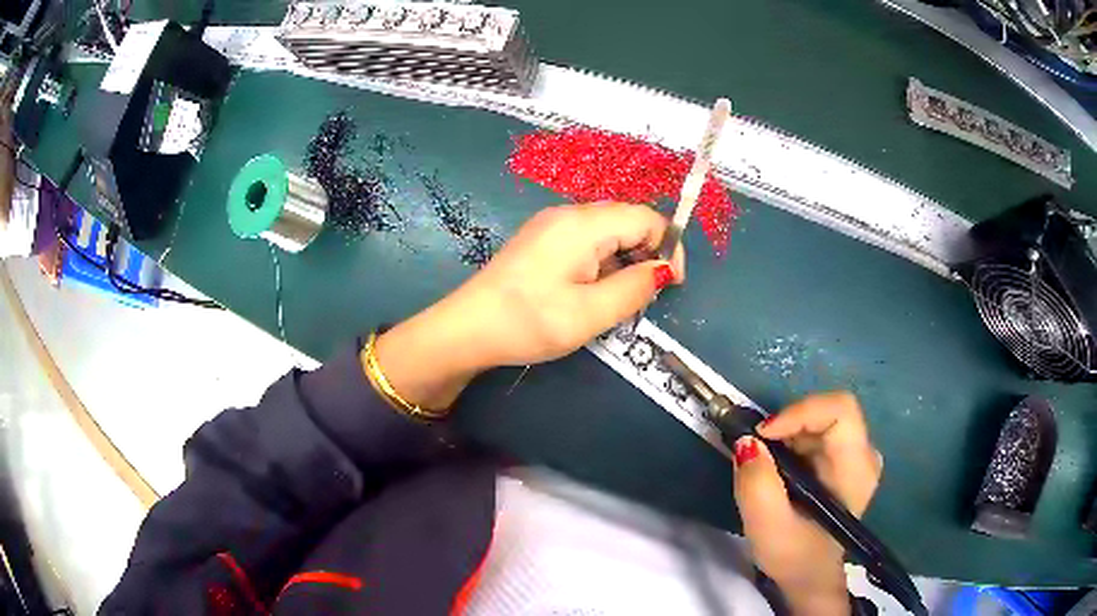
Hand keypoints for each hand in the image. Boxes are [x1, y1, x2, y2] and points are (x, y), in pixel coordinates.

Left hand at [372, 202, 684, 410]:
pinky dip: (601, 261)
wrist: (467, 328)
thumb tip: (663, 269)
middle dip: (647, 253)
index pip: (646, 218)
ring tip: (617, 299)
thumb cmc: (530, 321)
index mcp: (584, 224)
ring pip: (607, 231)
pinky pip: (585, 240)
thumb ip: (635, 288)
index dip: (668, 247)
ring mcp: (550, 224)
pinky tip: (591, 291)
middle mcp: (568, 214)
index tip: (671, 285)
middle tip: (644, 296)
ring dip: (624, 260)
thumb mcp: (591, 313)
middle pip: (627, 220)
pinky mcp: (540, 239)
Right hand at [732, 392, 882, 615]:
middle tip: (759, 451)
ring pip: (821, 419)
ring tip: (767, 465)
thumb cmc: (795, 557)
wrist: (810, 576)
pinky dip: (793, 441)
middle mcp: (864, 454)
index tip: (763, 434)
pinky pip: (819, 431)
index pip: (840, 410)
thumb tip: (746, 442)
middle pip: (828, 411)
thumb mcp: (768, 528)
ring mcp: (857, 456)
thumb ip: (756, 486)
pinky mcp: (845, 459)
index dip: (800, 411)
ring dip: (788, 434)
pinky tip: (780, 469)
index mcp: (856, 469)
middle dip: (788, 425)